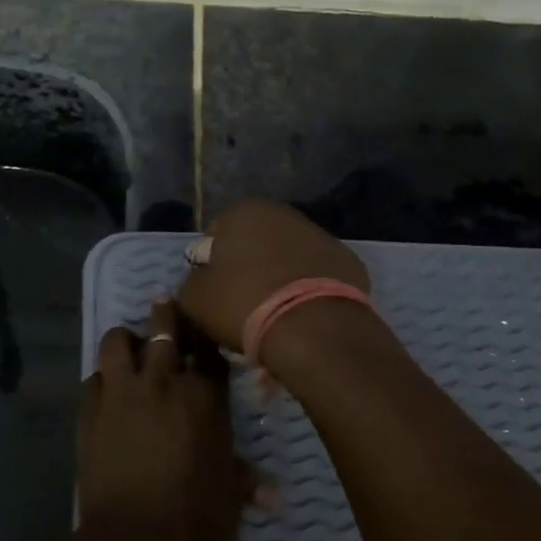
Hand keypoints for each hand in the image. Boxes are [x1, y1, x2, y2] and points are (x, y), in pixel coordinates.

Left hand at [77, 299, 255, 540]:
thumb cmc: (198, 522)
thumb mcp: (230, 496)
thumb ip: (246, 480)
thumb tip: (273, 494)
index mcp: (203, 397)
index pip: (208, 352)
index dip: (206, 338)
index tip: (204, 331)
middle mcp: (161, 382)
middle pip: (163, 330)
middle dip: (166, 315)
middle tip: (164, 303)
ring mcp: (120, 394)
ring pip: (117, 342)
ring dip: (126, 339)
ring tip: (131, 343)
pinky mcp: (89, 413)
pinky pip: (92, 379)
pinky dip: (101, 379)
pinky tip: (106, 389)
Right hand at [178, 200, 369, 353]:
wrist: (313, 330)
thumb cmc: (243, 304)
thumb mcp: (195, 298)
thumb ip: (192, 281)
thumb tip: (201, 280)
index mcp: (243, 211)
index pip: (215, 233)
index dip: (211, 263)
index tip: (215, 290)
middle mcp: (283, 213)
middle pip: (255, 240)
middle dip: (248, 265)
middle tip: (243, 302)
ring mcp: (321, 235)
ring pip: (289, 255)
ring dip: (280, 275)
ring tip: (275, 312)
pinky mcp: (348, 261)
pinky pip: (318, 274)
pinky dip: (309, 288)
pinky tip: (304, 314)